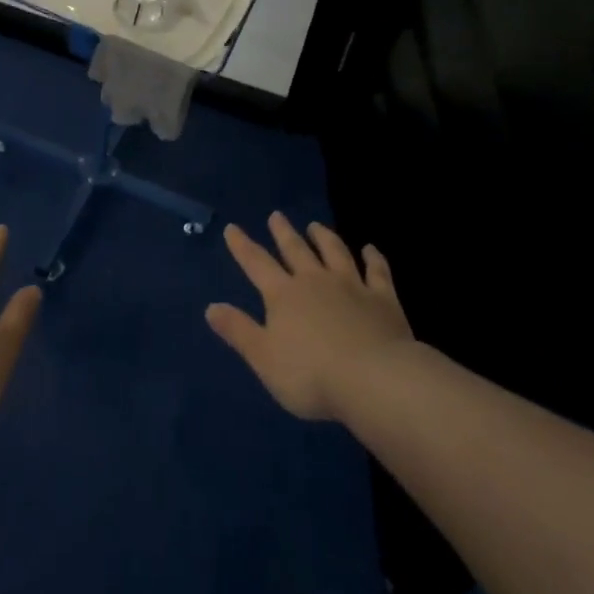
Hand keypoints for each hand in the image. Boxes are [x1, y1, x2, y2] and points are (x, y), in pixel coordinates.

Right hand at [207, 212, 411, 421]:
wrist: (374, 378)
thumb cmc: (311, 374)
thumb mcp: (263, 357)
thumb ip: (238, 331)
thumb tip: (211, 307)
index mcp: (283, 295)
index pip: (256, 264)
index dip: (242, 246)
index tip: (232, 227)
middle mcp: (315, 281)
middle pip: (296, 250)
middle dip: (283, 233)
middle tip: (276, 215)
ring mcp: (351, 285)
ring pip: (334, 252)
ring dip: (324, 237)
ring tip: (316, 225)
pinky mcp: (382, 298)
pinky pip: (377, 271)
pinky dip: (373, 258)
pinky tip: (370, 249)